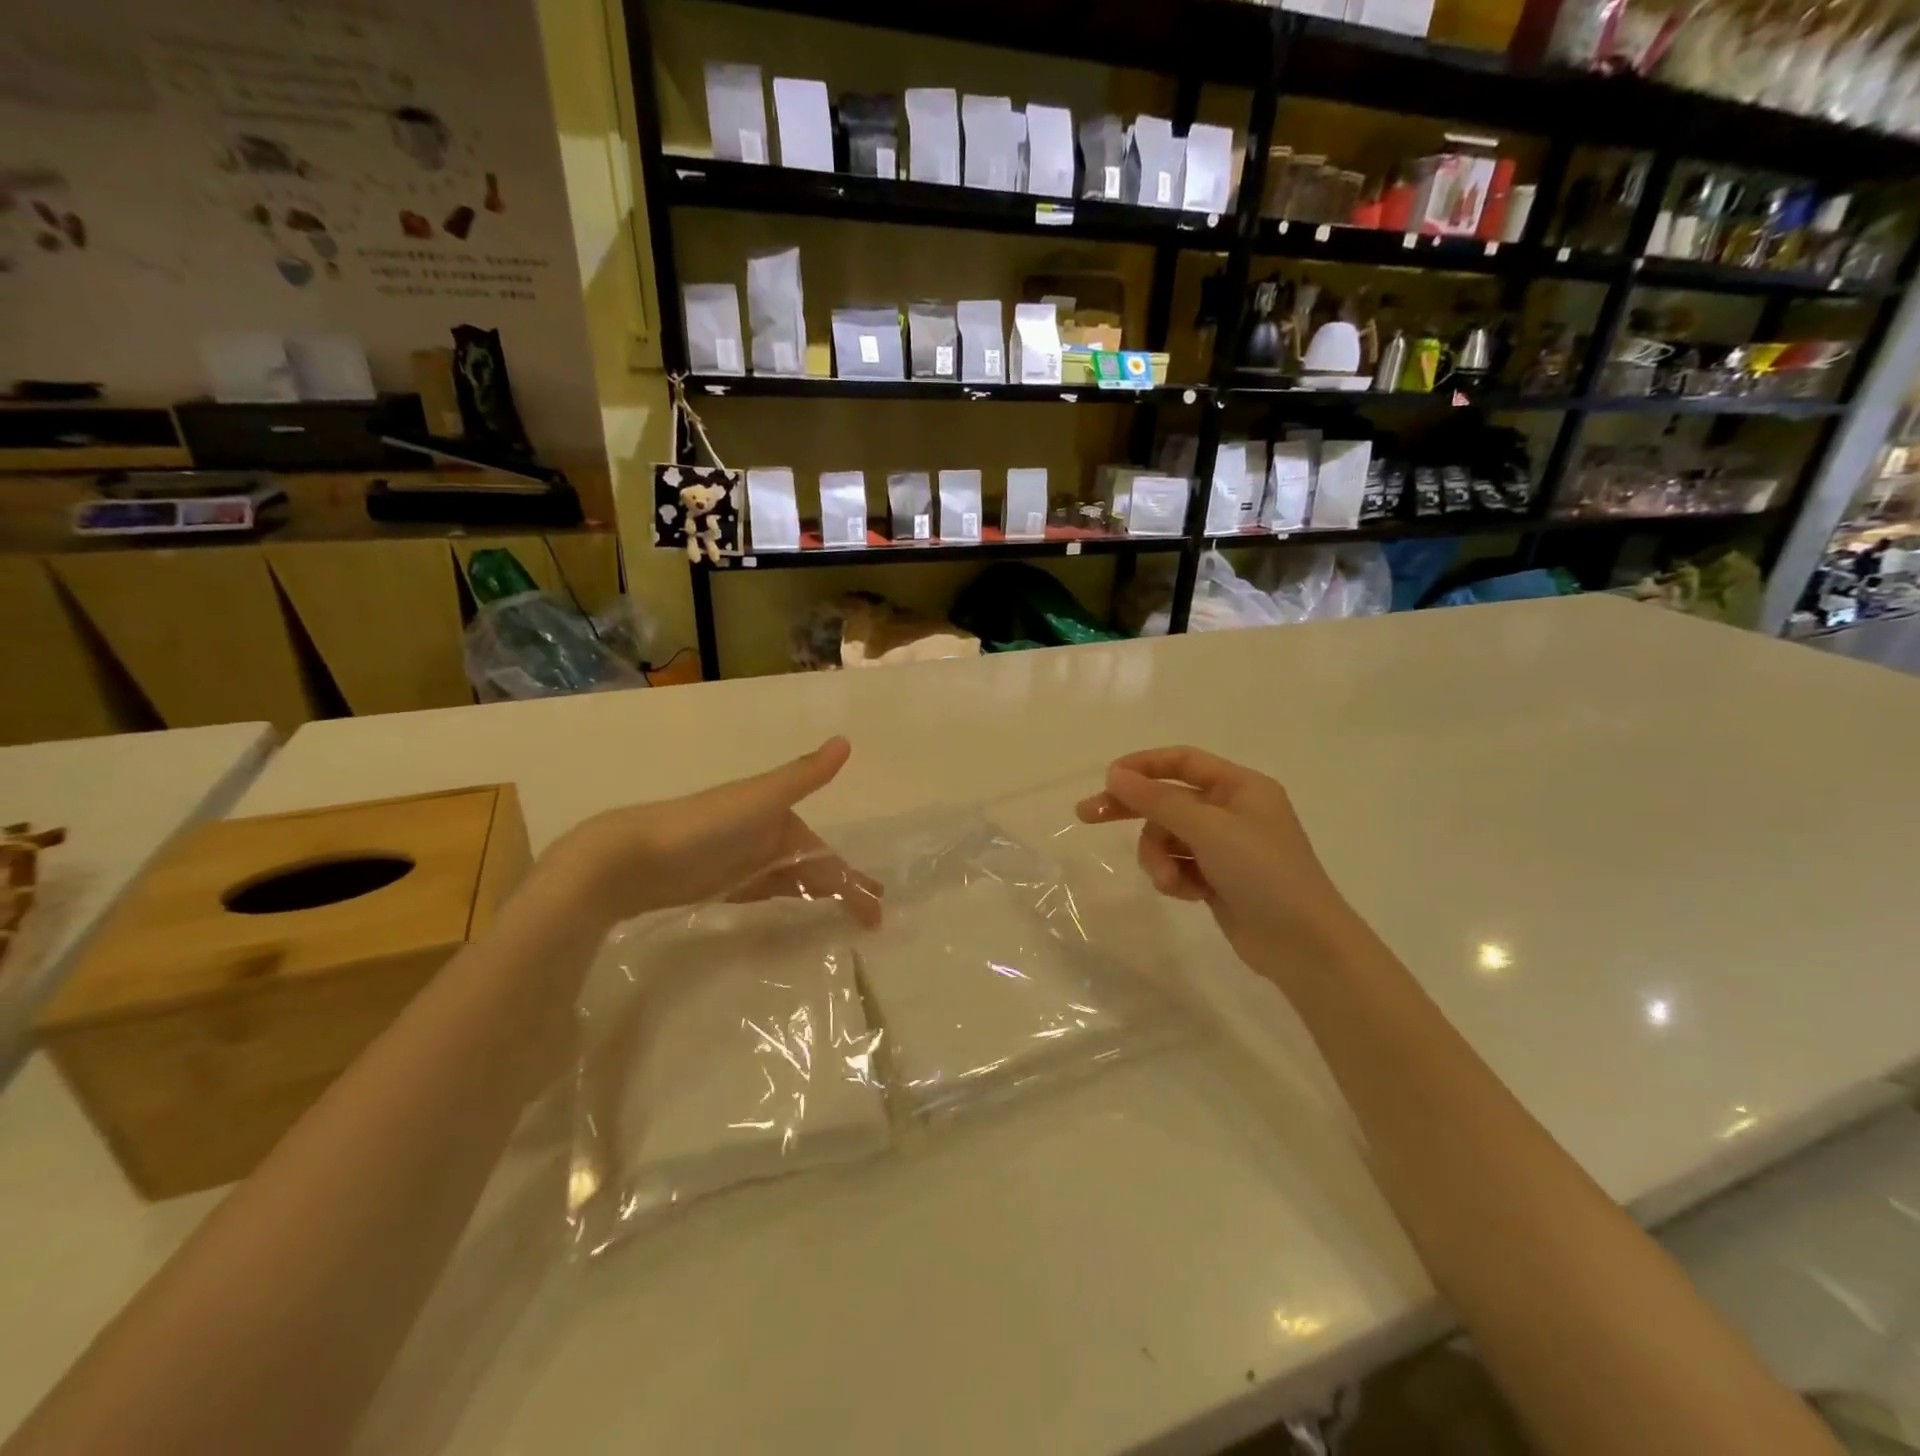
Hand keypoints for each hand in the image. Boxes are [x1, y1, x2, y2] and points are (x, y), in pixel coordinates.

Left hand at [539, 737, 880, 928]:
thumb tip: (845, 740)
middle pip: (814, 868)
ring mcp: (744, 862)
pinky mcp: (721, 884)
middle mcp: (766, 838)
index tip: (878, 904)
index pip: (827, 854)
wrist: (630, 857)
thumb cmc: (703, 826)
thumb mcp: (759, 799)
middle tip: (871, 916)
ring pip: (793, 880)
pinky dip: (787, 898)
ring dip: (819, 894)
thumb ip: (803, 776)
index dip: (853, 878)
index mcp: (779, 817)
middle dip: (843, 887)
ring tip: (843, 918)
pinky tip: (796, 908)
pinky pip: (767, 891)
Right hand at [1076, 746, 1361, 979]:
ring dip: (1159, 857)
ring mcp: (1225, 847)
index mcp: (1240, 787)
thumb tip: (1115, 774)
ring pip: (1167, 838)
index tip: (1107, 780)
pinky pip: (1178, 865)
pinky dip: (1176, 877)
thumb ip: (1158, 800)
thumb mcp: (1208, 829)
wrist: (1304, 945)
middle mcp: (1232, 810)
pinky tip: (1188, 894)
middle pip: (1168, 799)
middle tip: (1086, 815)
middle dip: (1132, 810)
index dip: (1143, 765)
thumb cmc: (1263, 873)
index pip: (1182, 761)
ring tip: (1170, 881)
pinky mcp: (1217, 878)